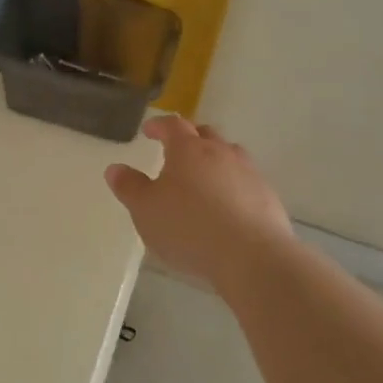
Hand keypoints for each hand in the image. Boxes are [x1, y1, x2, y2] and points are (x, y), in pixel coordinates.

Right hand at [105, 115, 293, 289]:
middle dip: (189, 137)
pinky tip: (227, 207)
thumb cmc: (189, 227)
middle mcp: (220, 153)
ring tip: (203, 177)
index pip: (172, 125)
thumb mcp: (146, 210)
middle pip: (204, 134)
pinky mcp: (268, 197)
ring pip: (230, 155)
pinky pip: (246, 181)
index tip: (148, 130)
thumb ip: (129, 187)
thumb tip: (115, 168)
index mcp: (188, 149)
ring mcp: (249, 173)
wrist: (252, 257)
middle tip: (176, 150)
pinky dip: (233, 185)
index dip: (159, 125)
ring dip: (215, 159)